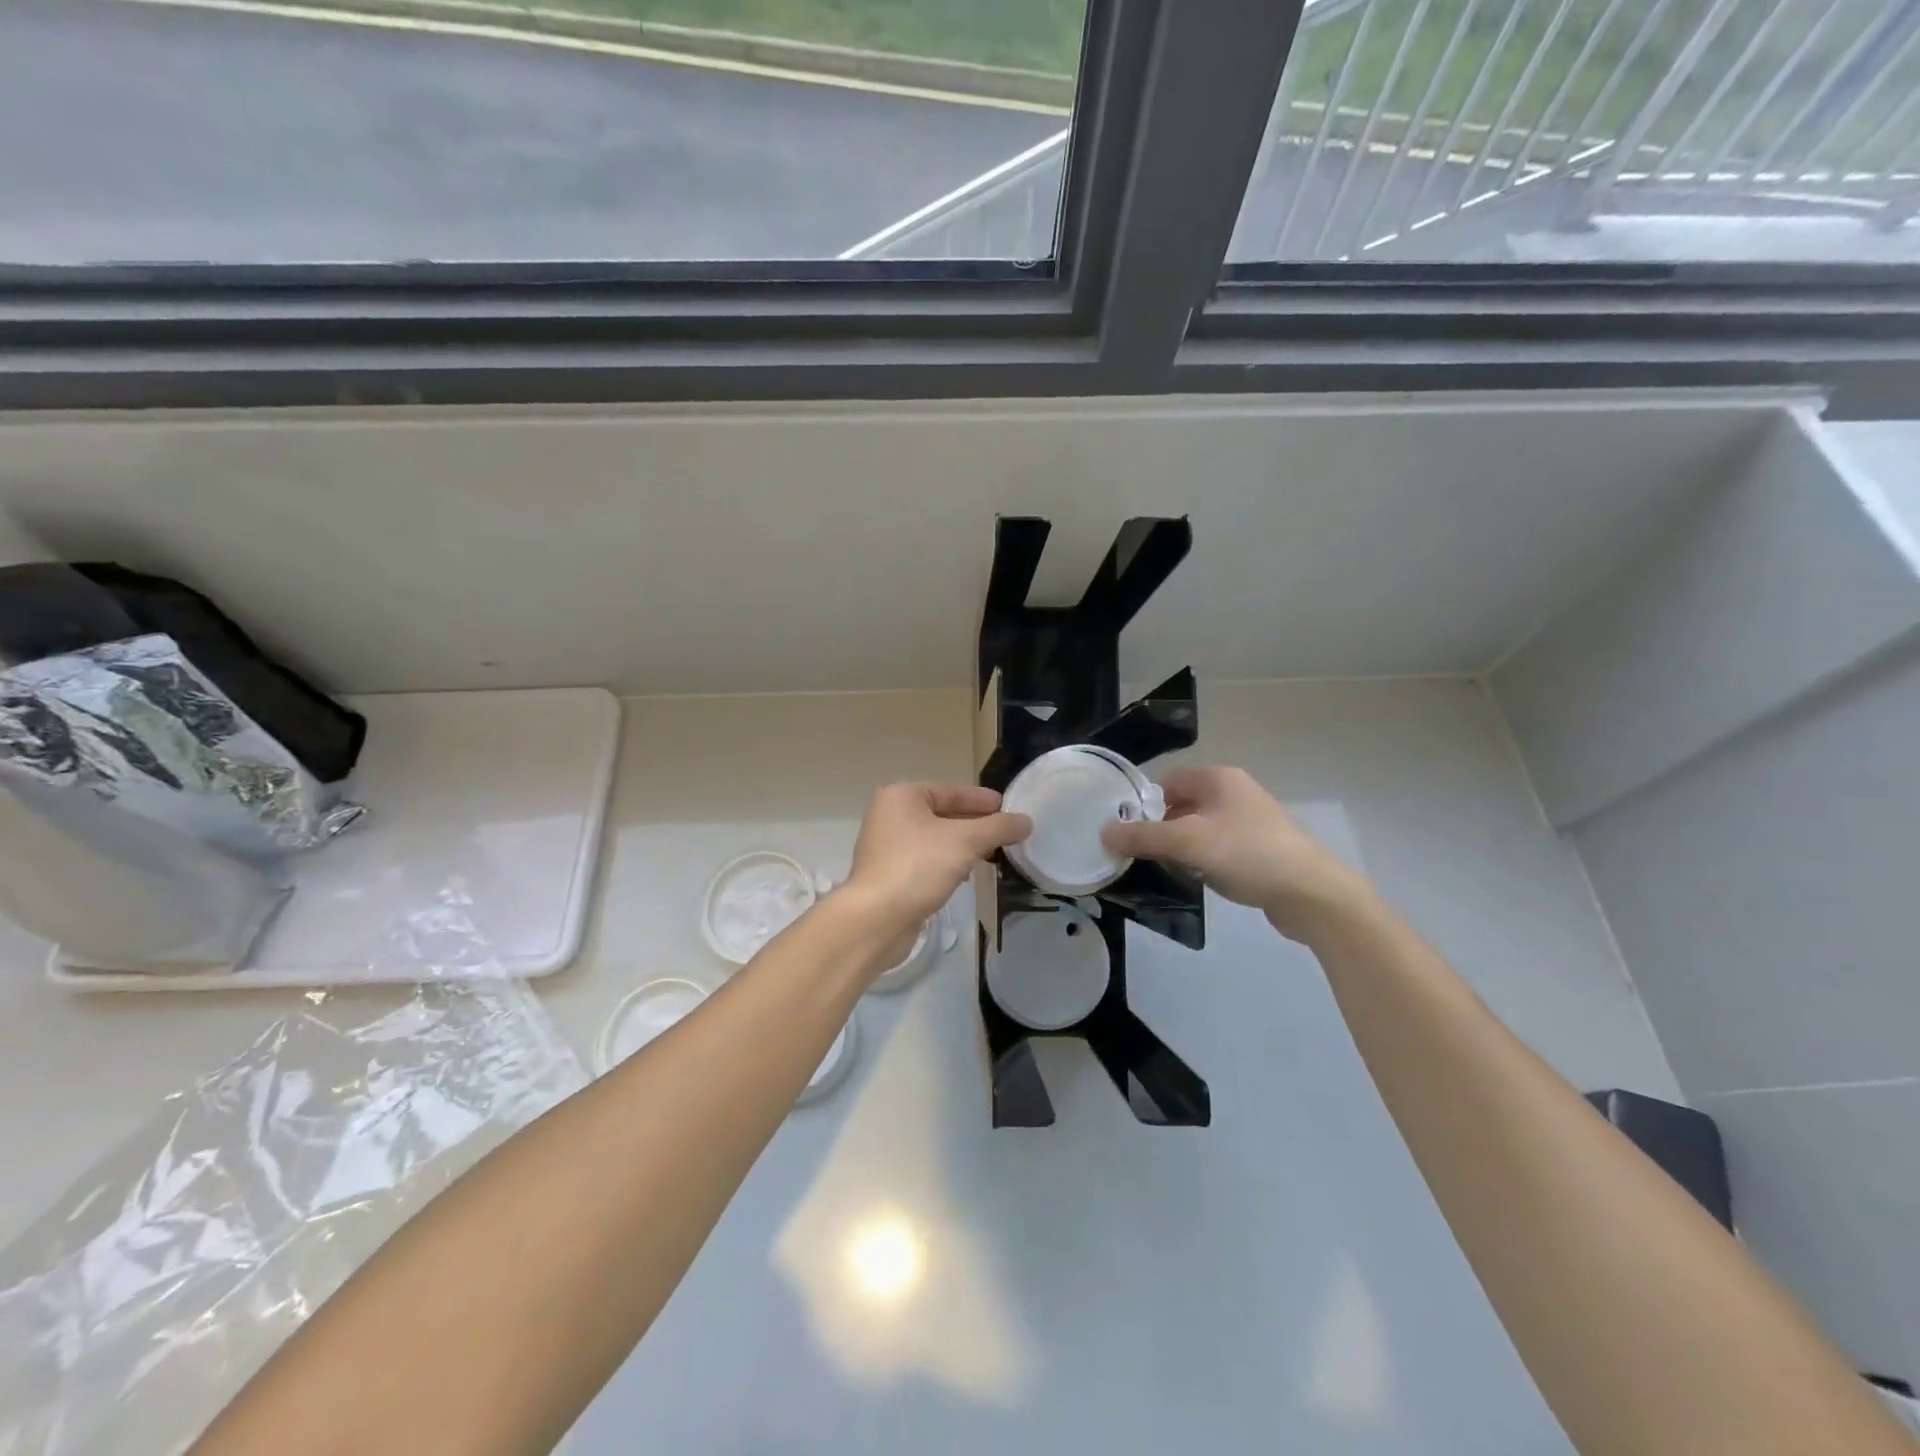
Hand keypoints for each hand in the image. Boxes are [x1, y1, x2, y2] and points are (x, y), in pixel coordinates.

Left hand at [843, 782, 1030, 943]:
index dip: (982, 799)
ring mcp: (887, 847)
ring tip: (992, 854)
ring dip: (963, 845)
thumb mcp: (965, 841)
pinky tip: (966, 875)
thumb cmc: (918, 867)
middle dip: (975, 824)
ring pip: (935, 839)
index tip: (1008, 807)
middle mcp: (890, 815)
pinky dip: (947, 863)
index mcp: (902, 796)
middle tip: (1006, 832)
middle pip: (943, 813)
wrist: (876, 919)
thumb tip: (1026, 821)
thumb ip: (998, 828)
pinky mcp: (889, 875)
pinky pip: (926, 860)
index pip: (950, 790)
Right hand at [1101, 766, 1371, 940]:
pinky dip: (1204, 859)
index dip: (1145, 803)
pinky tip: (1201, 880)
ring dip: (1182, 847)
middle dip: (1161, 828)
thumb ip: (1142, 837)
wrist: (1311, 893)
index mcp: (1219, 778)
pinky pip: (1219, 846)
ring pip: (1200, 828)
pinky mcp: (1261, 847)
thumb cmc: (1246, 854)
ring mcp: (1251, 820)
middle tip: (1144, 853)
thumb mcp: (1187, 843)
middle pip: (1183, 804)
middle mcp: (1235, 792)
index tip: (1129, 831)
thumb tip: (1103, 832)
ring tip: (1171, 869)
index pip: (1168, 780)